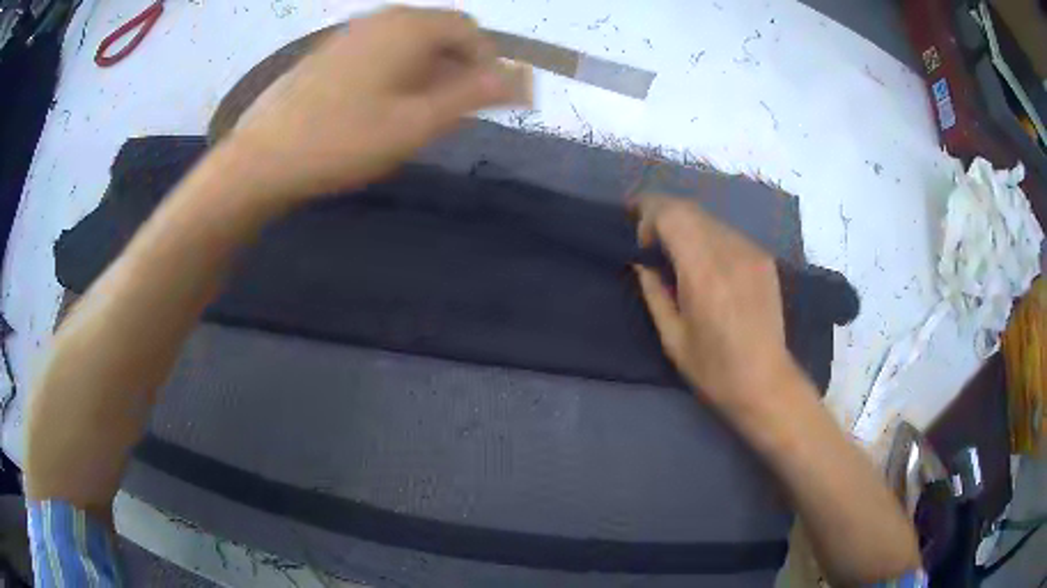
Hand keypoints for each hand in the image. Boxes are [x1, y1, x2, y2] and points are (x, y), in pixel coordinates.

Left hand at [225, 7, 528, 201]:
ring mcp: (351, 32)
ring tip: (410, 116)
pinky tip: (375, 108)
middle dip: (455, 68)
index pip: (470, 30)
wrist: (262, 159)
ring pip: (409, 43)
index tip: (481, 104)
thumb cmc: (343, 141)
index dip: (486, 63)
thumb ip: (473, 95)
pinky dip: (395, 72)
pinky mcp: (330, 51)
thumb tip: (521, 78)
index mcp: (409, 27)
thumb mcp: (417, 123)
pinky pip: (380, 51)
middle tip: (443, 115)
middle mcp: (382, 18)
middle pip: (440, 32)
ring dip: (425, 72)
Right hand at [633, 196, 798, 417]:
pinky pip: (728, 234)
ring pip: (709, 219)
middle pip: (689, 209)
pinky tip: (708, 266)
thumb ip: (653, 293)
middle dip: (664, 215)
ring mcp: (751, 252)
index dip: (649, 214)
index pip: (672, 215)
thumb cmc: (714, 370)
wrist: (766, 382)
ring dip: (687, 227)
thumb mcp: (672, 338)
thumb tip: (642, 262)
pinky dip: (708, 238)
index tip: (641, 239)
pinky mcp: (764, 259)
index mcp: (703, 274)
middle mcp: (730, 253)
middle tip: (652, 242)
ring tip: (679, 256)